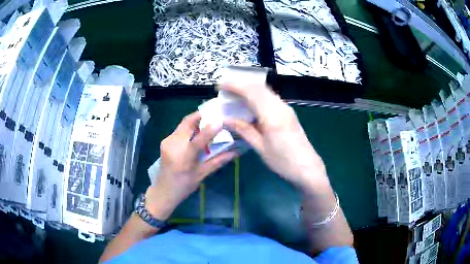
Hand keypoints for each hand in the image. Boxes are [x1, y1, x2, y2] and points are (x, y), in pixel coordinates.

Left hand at [145, 112, 237, 219]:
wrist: (163, 190)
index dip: (210, 129)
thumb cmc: (184, 186)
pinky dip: (190, 128)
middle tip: (215, 114)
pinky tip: (197, 132)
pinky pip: (179, 130)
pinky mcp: (165, 140)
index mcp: (183, 158)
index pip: (198, 140)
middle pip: (187, 123)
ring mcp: (167, 141)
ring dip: (196, 121)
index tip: (221, 120)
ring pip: (183, 124)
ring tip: (208, 122)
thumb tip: (236, 152)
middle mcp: (173, 145)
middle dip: (201, 116)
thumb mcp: (202, 175)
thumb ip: (218, 161)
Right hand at [220, 83, 327, 188]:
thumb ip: (244, 130)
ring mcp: (286, 109)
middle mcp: (280, 107)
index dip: (235, 86)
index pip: (251, 93)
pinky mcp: (289, 113)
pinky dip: (258, 97)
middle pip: (259, 88)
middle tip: (226, 91)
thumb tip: (226, 120)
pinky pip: (271, 98)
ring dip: (250, 90)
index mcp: (272, 116)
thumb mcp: (261, 148)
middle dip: (241, 85)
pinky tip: (251, 106)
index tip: (221, 86)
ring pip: (266, 92)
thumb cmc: (283, 162)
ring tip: (235, 97)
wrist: (307, 168)